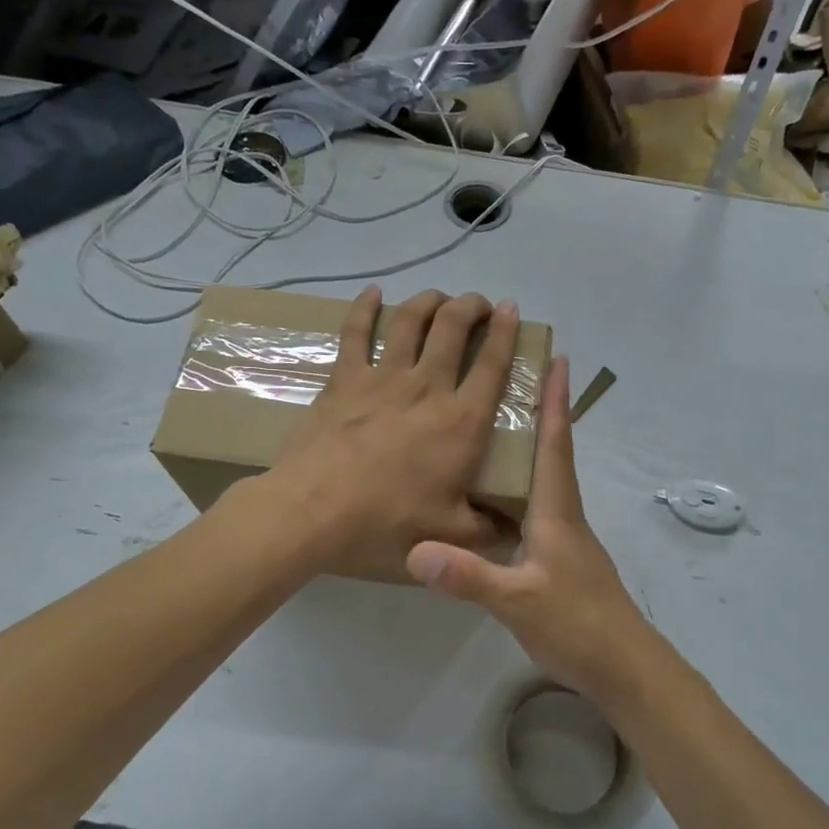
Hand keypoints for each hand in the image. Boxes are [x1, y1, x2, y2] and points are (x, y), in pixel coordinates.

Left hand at [269, 286, 520, 578]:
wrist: (313, 512)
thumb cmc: (385, 523)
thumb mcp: (450, 535)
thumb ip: (488, 531)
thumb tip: (516, 532)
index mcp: (462, 421)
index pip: (494, 364)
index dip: (507, 331)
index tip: (512, 310)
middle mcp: (428, 387)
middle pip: (454, 326)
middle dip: (471, 305)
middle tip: (479, 306)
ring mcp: (383, 377)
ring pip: (411, 319)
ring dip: (430, 300)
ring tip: (439, 298)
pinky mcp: (344, 379)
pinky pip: (356, 331)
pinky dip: (366, 307)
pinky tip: (373, 293)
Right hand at [406, 355, 659, 701]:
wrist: (622, 667)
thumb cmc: (578, 625)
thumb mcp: (519, 602)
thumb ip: (470, 576)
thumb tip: (416, 549)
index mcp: (557, 511)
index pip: (556, 443)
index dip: (556, 401)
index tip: (558, 357)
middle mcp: (562, 514)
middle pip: (551, 452)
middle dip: (539, 411)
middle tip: (510, 378)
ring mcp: (563, 537)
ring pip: (541, 480)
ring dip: (526, 448)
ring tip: (492, 426)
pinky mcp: (558, 558)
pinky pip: (532, 509)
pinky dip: (514, 489)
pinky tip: (488, 497)